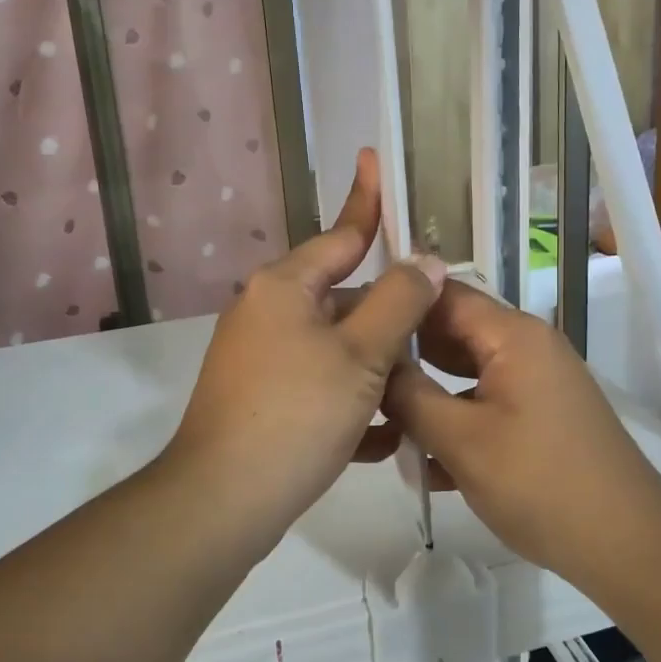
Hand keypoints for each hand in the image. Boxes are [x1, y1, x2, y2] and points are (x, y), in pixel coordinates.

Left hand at [165, 150, 447, 542]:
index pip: (340, 234)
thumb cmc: (296, 413)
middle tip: (438, 323)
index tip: (375, 160)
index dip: (366, 200)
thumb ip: (399, 301)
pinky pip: (317, 385)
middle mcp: (266, 312)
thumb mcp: (360, 354)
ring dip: (375, 365)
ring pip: (334, 346)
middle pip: (342, 296)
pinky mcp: (261, 398)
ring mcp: (259, 357)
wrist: (223, 501)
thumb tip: (426, 261)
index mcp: (285, 286)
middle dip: (388, 314)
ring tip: (419, 387)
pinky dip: (349, 402)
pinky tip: (384, 435)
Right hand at [382, 282, 660, 579]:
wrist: (628, 545)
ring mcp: (538, 382)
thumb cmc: (540, 485)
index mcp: (513, 335)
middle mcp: (528, 346)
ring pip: (466, 372)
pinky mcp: (541, 416)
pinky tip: (423, 459)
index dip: (395, 304)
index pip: (443, 294)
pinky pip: (486, 402)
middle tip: (356, 375)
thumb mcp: (462, 440)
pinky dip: (456, 419)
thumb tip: (376, 365)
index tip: (349, 324)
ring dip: (426, 393)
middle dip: (405, 353)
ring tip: (379, 418)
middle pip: (453, 332)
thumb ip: (410, 396)